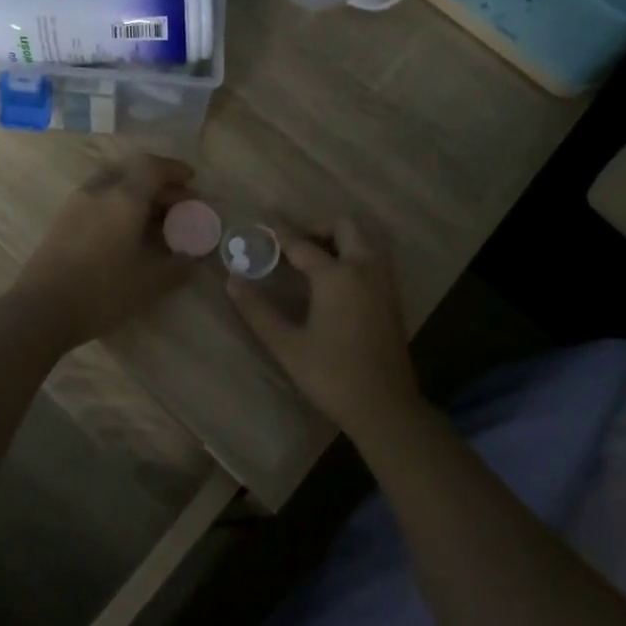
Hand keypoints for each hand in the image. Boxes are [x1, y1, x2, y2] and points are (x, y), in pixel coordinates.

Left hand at [9, 155, 197, 348]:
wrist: (41, 310)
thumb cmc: (102, 291)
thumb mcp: (150, 283)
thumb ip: (177, 266)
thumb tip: (193, 256)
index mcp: (124, 197)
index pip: (152, 167)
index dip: (175, 170)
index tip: (192, 181)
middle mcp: (99, 191)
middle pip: (132, 171)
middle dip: (158, 183)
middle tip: (178, 203)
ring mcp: (76, 203)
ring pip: (112, 183)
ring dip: (136, 192)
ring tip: (153, 217)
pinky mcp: (62, 220)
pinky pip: (98, 198)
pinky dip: (118, 203)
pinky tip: (125, 230)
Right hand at [226, 217, 418, 432]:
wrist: (384, 407)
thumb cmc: (332, 376)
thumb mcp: (287, 345)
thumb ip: (257, 311)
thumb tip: (232, 281)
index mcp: (337, 276)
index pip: (302, 243)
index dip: (281, 231)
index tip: (265, 218)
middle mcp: (365, 269)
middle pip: (346, 225)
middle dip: (318, 227)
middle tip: (296, 245)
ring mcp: (384, 281)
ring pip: (366, 238)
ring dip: (341, 238)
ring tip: (315, 258)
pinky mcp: (393, 296)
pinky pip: (375, 257)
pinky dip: (355, 253)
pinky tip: (337, 279)